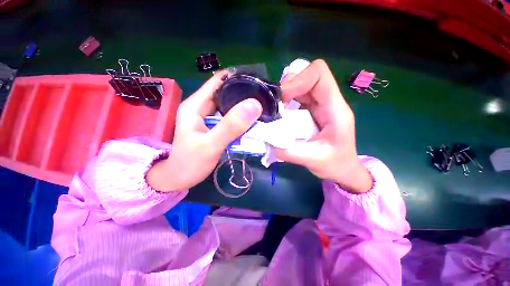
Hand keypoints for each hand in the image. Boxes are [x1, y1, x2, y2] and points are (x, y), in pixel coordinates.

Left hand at [147, 71, 262, 191]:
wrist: (178, 178)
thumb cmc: (190, 163)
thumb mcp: (211, 145)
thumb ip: (231, 126)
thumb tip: (254, 105)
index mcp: (196, 104)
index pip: (219, 81)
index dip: (238, 78)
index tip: (258, 82)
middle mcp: (201, 106)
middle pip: (225, 91)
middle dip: (244, 92)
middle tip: (264, 97)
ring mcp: (207, 116)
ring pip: (228, 104)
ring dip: (244, 105)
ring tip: (262, 107)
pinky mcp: (212, 126)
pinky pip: (229, 117)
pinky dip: (240, 117)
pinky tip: (251, 120)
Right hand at [275, 59, 372, 193]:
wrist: (343, 169)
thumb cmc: (335, 164)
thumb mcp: (312, 160)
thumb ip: (288, 151)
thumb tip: (266, 140)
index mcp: (335, 109)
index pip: (319, 74)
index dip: (298, 80)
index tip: (282, 98)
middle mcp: (328, 101)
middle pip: (307, 76)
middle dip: (288, 86)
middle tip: (275, 104)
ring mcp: (319, 105)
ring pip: (300, 85)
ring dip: (284, 94)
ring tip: (275, 110)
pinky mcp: (311, 110)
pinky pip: (296, 97)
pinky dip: (285, 102)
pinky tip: (280, 114)